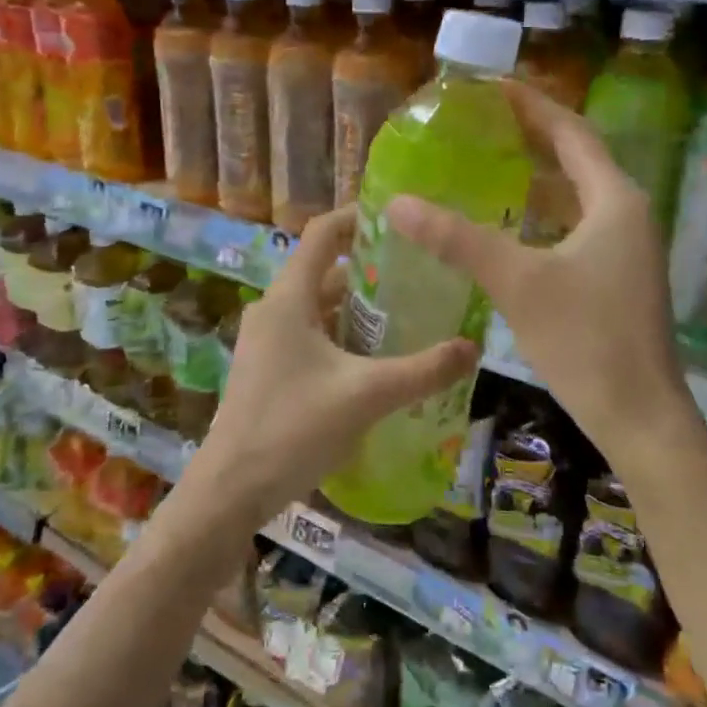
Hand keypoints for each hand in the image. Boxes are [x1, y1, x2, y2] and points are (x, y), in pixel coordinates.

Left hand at [172, 206, 479, 537]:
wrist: (232, 488)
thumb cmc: (295, 428)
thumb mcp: (367, 395)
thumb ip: (423, 370)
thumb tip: (473, 347)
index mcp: (289, 298)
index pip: (321, 234)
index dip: (357, 218)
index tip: (399, 220)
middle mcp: (273, 309)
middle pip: (325, 272)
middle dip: (370, 270)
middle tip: (420, 276)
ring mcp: (266, 341)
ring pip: (318, 308)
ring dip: (358, 309)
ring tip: (408, 317)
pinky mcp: (268, 369)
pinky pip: (310, 336)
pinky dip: (342, 336)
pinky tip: (376, 361)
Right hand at [387, 80, 687, 448]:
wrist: (639, 416)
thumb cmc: (586, 340)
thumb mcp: (517, 282)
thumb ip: (457, 239)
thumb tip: (398, 203)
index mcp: (614, 200)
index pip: (571, 132)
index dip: (531, 105)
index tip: (489, 87)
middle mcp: (626, 214)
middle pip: (575, 158)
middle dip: (530, 137)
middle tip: (478, 123)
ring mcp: (625, 248)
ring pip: (574, 196)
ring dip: (534, 176)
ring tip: (484, 164)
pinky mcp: (615, 277)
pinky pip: (573, 227)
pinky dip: (540, 215)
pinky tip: (505, 225)